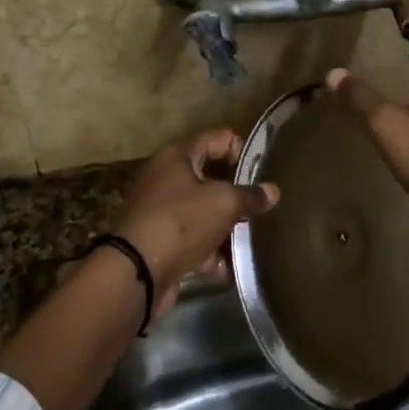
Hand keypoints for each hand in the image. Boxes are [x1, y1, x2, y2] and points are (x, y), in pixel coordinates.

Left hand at [112, 127, 278, 310]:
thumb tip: (272, 191)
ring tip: (250, 241)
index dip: (241, 150)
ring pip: (203, 214)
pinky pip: (193, 243)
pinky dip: (210, 255)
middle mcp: (166, 178)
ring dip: (226, 229)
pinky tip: (230, 269)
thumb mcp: (223, 203)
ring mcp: (160, 212)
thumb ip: (250, 196)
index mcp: (178, 156)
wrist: (136, 272)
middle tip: (260, 207)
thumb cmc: (181, 221)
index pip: (217, 138)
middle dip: (236, 195)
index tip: (260, 173)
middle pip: (210, 178)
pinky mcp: (160, 243)